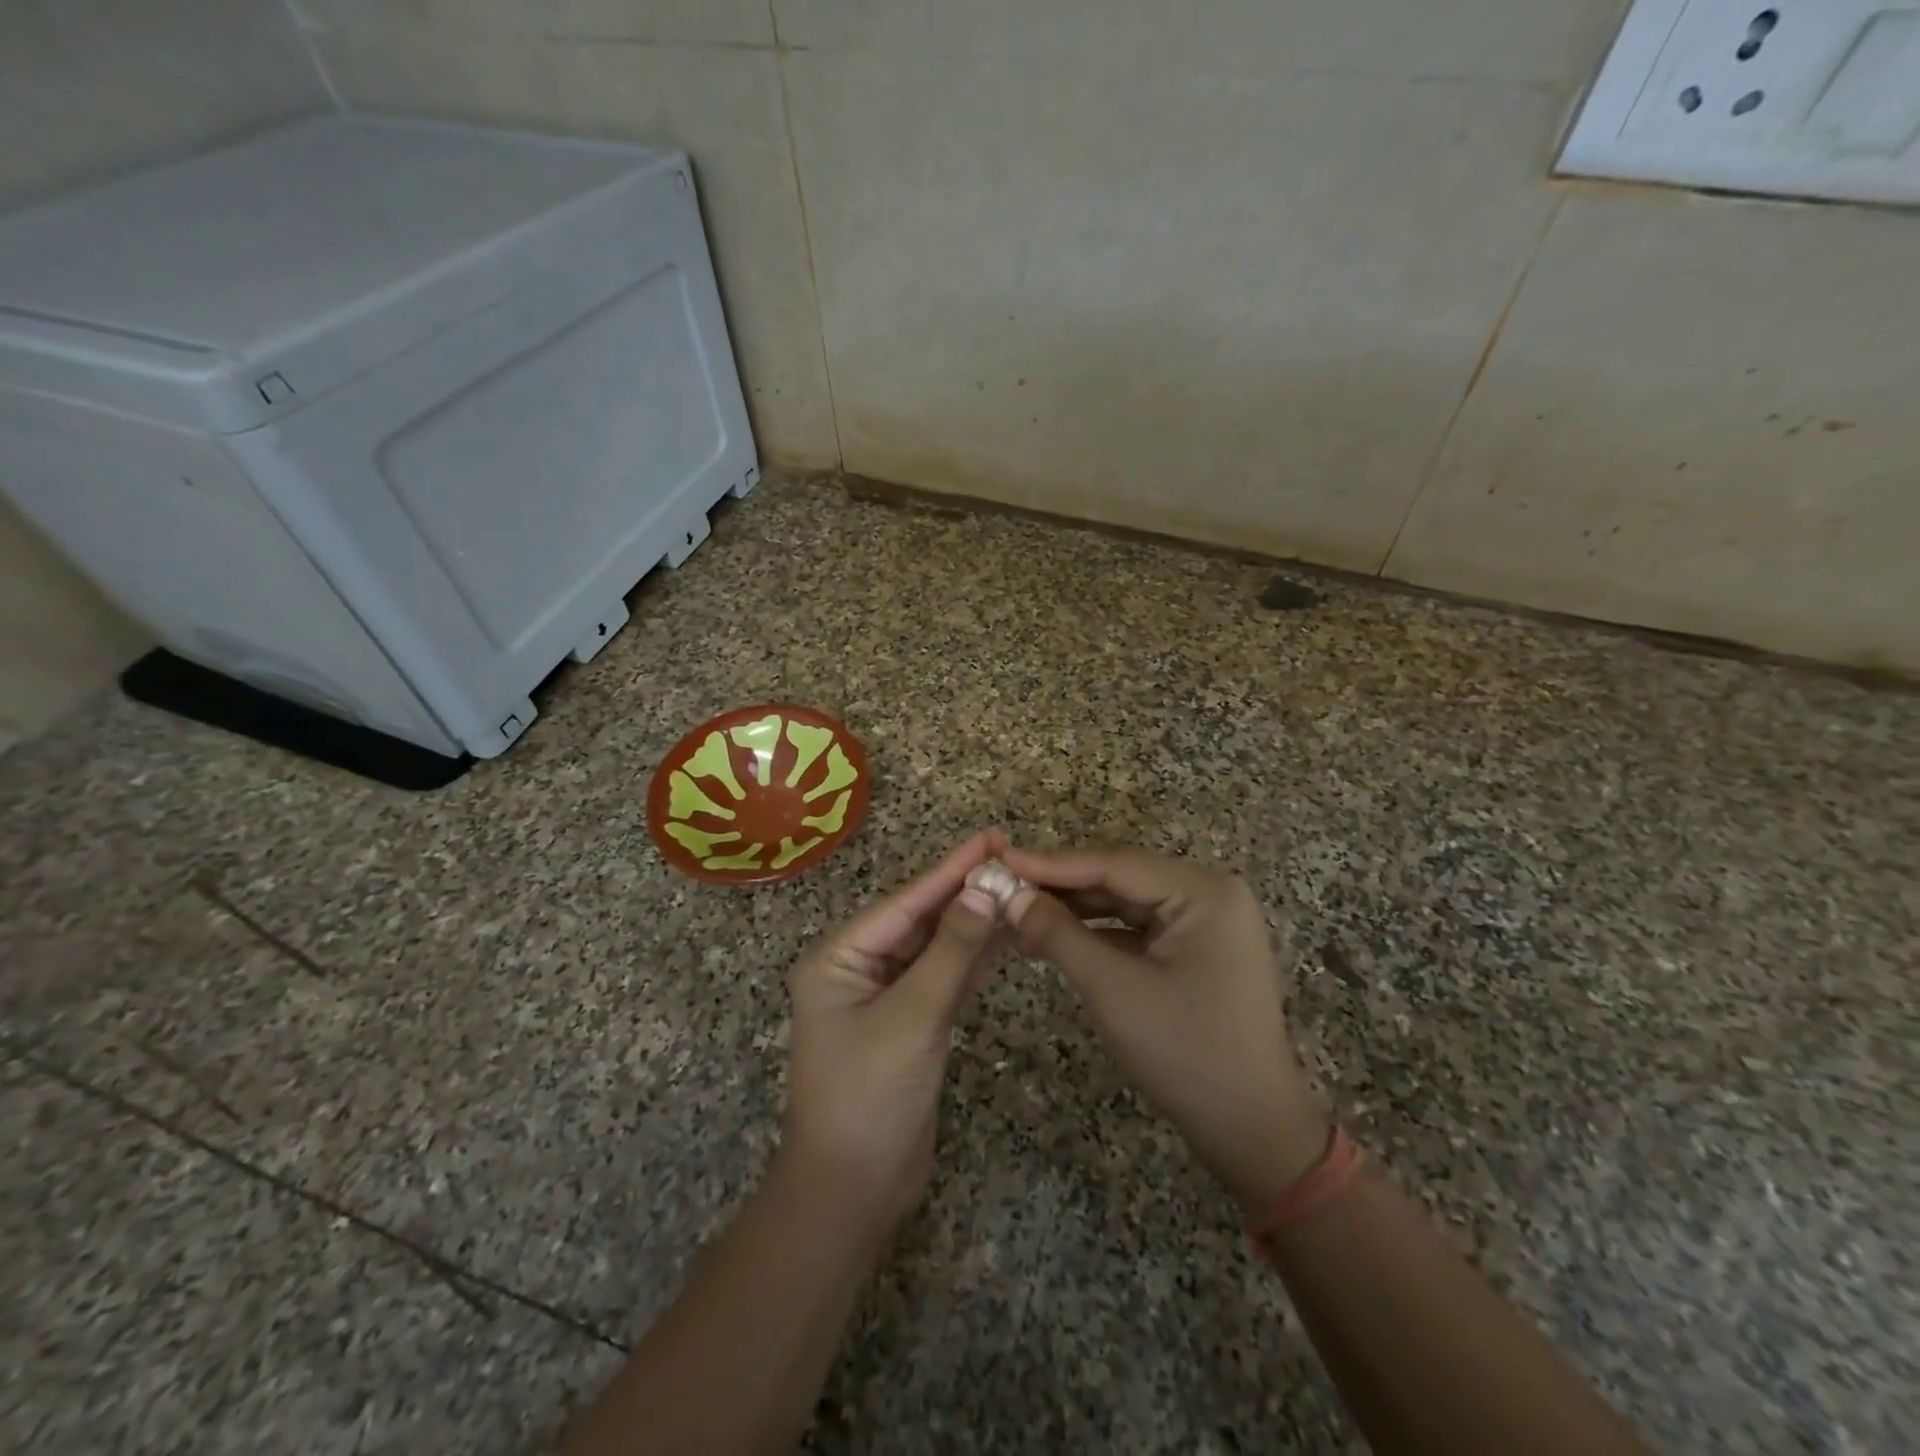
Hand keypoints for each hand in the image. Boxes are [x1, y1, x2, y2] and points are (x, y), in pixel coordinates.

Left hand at [780, 832, 1005, 1238]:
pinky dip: (973, 959)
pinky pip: (944, 977)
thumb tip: (984, 889)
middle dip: (964, 890)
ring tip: (1018, 888)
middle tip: (1013, 857)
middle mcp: (858, 967)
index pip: (904, 902)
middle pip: (920, 919)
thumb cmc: (869, 1098)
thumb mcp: (912, 1018)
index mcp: (839, 957)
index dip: (950, 869)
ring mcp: (885, 995)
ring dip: (974, 922)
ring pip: (936, 947)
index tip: (991, 837)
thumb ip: (951, 953)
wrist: (853, 1192)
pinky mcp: (910, 1021)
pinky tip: (1005, 936)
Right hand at [1001, 845, 1329, 1217]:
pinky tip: (1053, 935)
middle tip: (1001, 886)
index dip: (1051, 864)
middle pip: (1119, 878)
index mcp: (1204, 891)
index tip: (999, 861)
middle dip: (1060, 886)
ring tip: (1017, 910)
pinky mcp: (1196, 947)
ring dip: (1074, 909)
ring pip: (1124, 902)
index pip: (1114, 863)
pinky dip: (1096, 932)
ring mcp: (1205, 920)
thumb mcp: (1114, 989)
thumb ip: (1059, 935)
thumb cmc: (1187, 1054)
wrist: (1252, 1129)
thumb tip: (1009, 896)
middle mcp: (1208, 893)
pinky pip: (1136, 927)